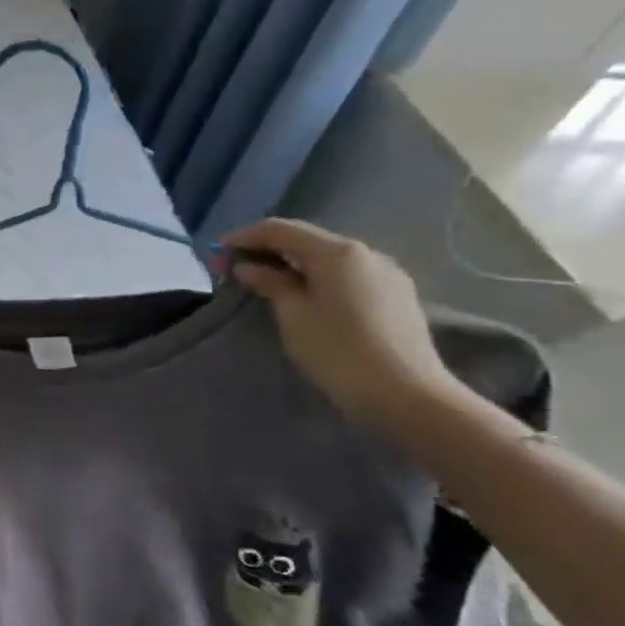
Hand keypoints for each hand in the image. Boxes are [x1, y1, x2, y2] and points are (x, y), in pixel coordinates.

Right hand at [221, 219, 470, 437]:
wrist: (407, 395)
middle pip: (306, 240)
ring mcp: (386, 274)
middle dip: (267, 250)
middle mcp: (366, 253)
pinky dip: (317, 277)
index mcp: (338, 252)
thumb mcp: (293, 315)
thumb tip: (249, 267)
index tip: (217, 252)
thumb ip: (270, 283)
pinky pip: (346, 275)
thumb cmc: (338, 351)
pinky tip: (303, 295)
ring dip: (292, 264)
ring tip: (265, 283)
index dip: (245, 237)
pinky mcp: (395, 296)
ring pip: (328, 258)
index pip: (281, 229)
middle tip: (234, 269)